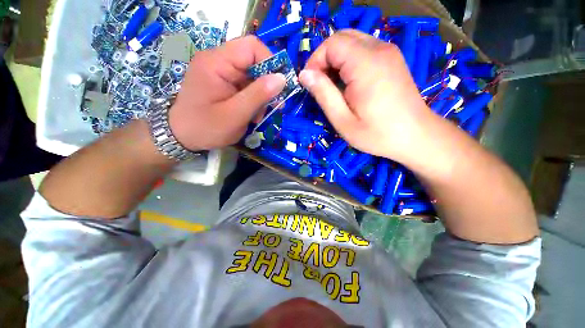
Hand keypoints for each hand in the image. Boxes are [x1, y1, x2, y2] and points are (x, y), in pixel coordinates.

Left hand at [170, 36, 285, 150]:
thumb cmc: (205, 128)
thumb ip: (258, 95)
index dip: (270, 63)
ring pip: (253, 77)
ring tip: (257, 115)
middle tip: (271, 107)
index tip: (279, 87)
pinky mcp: (224, 83)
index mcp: (216, 62)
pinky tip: (251, 114)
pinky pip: (246, 86)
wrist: (182, 136)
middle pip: (254, 62)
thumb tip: (282, 78)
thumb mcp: (235, 114)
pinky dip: (254, 100)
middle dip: (266, 86)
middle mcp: (218, 61)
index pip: (251, 47)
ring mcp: (221, 73)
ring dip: (260, 96)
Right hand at [299, 30, 432, 161]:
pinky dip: (349, 60)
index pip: (332, 44)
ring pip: (352, 41)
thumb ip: (323, 94)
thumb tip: (304, 75)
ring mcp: (389, 52)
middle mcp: (379, 49)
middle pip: (342, 38)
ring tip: (333, 86)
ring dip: (336, 60)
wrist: (415, 136)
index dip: (315, 61)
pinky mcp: (392, 59)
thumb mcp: (343, 120)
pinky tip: (349, 82)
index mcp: (365, 65)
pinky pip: (364, 49)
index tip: (310, 83)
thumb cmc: (377, 133)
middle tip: (320, 84)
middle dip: (324, 58)